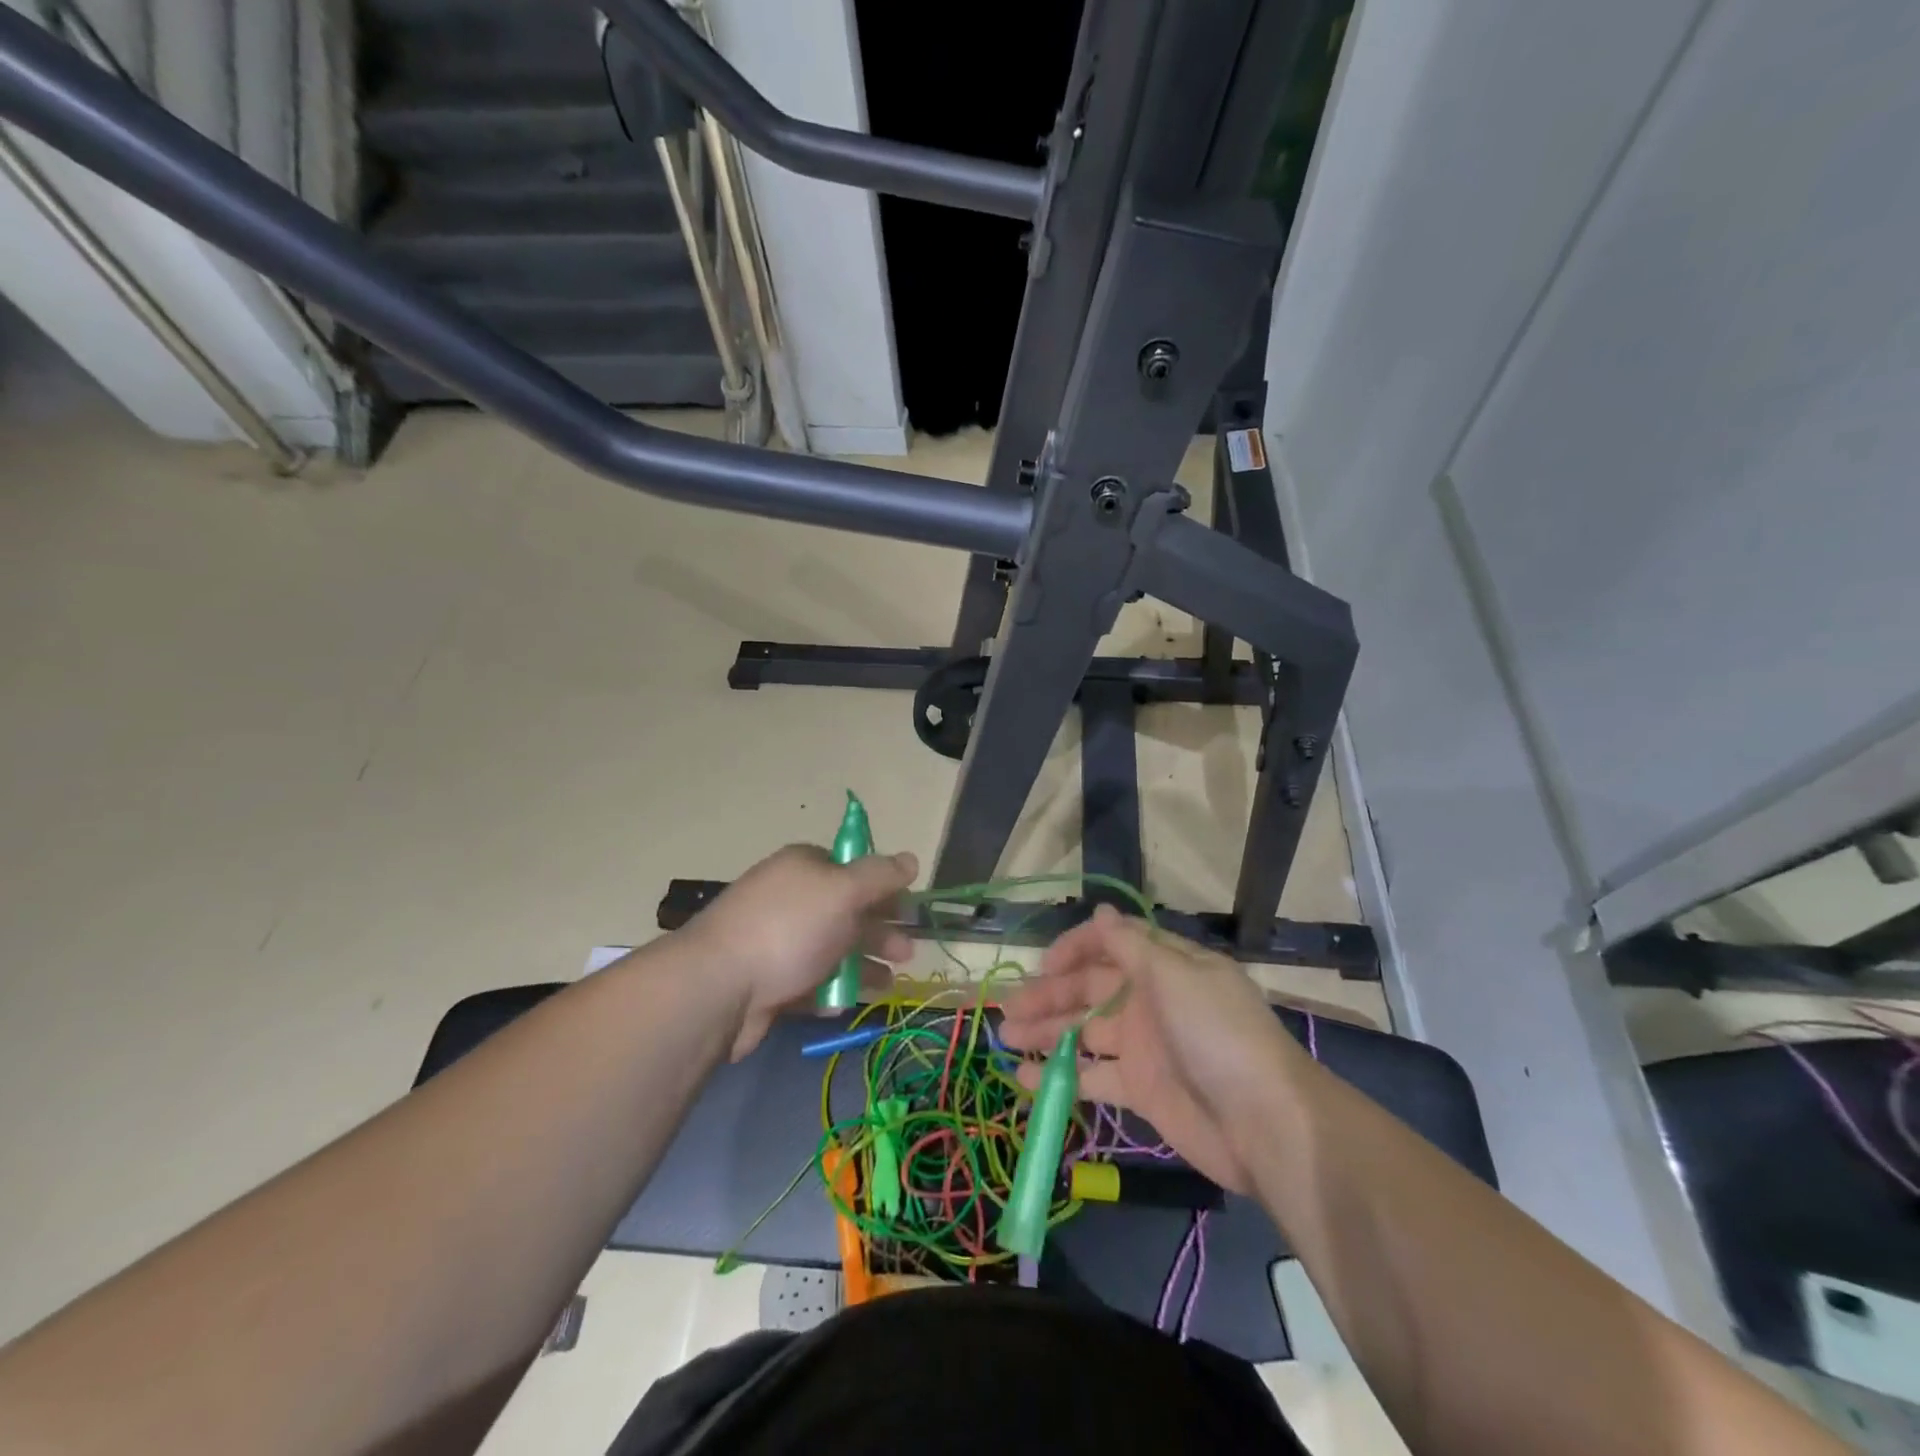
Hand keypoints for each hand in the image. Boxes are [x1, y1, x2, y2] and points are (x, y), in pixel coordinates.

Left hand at [683, 844, 917, 1059]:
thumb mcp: (843, 891)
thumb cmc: (788, 929)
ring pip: (831, 948)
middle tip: (908, 953)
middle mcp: (790, 898)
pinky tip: (845, 1003)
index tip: (908, 910)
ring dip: (863, 963)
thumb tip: (911, 859)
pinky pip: (809, 981)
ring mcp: (776, 940)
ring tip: (890, 984)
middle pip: (846, 910)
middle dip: (880, 930)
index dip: (883, 887)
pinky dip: (831, 990)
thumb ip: (880, 876)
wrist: (718, 988)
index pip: (851, 868)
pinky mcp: (768, 981)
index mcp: (804, 866)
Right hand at [999, 905, 1305, 1192]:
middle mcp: (1151, 1000)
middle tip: (1008, 1009)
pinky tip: (1026, 1078)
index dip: (1074, 949)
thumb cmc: (1217, 1035)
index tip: (1043, 966)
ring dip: (1046, 1032)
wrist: (1264, 1124)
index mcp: (1164, 966)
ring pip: (1085, 1031)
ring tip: (1005, 1038)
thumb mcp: (1175, 976)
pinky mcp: (1141, 1090)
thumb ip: (1131, 945)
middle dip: (1048, 995)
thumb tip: (1102, 911)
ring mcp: (1145, 1046)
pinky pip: (1093, 1077)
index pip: (1111, 944)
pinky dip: (1061, 1077)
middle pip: (1090, 989)